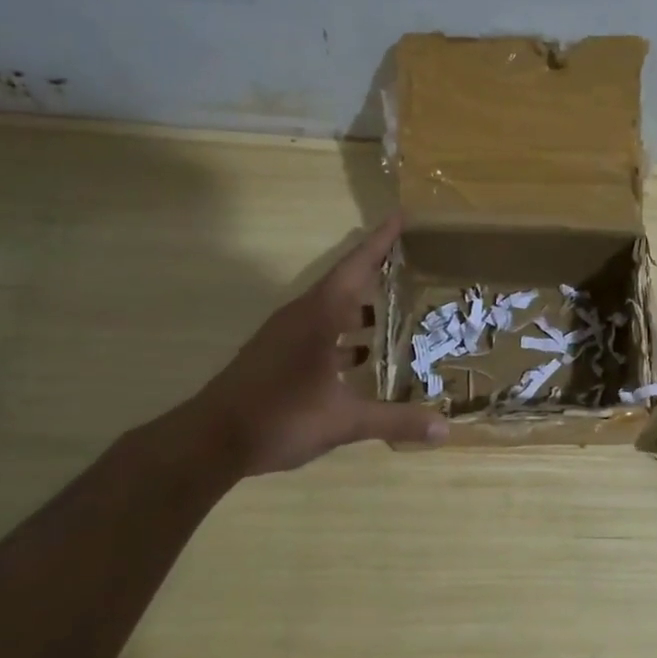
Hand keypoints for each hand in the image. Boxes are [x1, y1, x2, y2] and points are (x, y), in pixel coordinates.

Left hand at [191, 215, 446, 475]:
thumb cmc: (279, 417)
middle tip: (412, 264)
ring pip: (331, 310)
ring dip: (361, 308)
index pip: (355, 268)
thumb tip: (445, 431)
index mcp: (319, 317)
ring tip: (396, 311)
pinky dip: (344, 336)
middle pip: (345, 284)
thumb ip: (395, 421)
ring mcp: (285, 337)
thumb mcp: (343, 420)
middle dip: (377, 272)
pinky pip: (320, 332)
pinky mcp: (277, 356)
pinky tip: (362, 357)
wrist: (210, 441)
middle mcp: (301, 317)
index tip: (401, 216)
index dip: (380, 242)